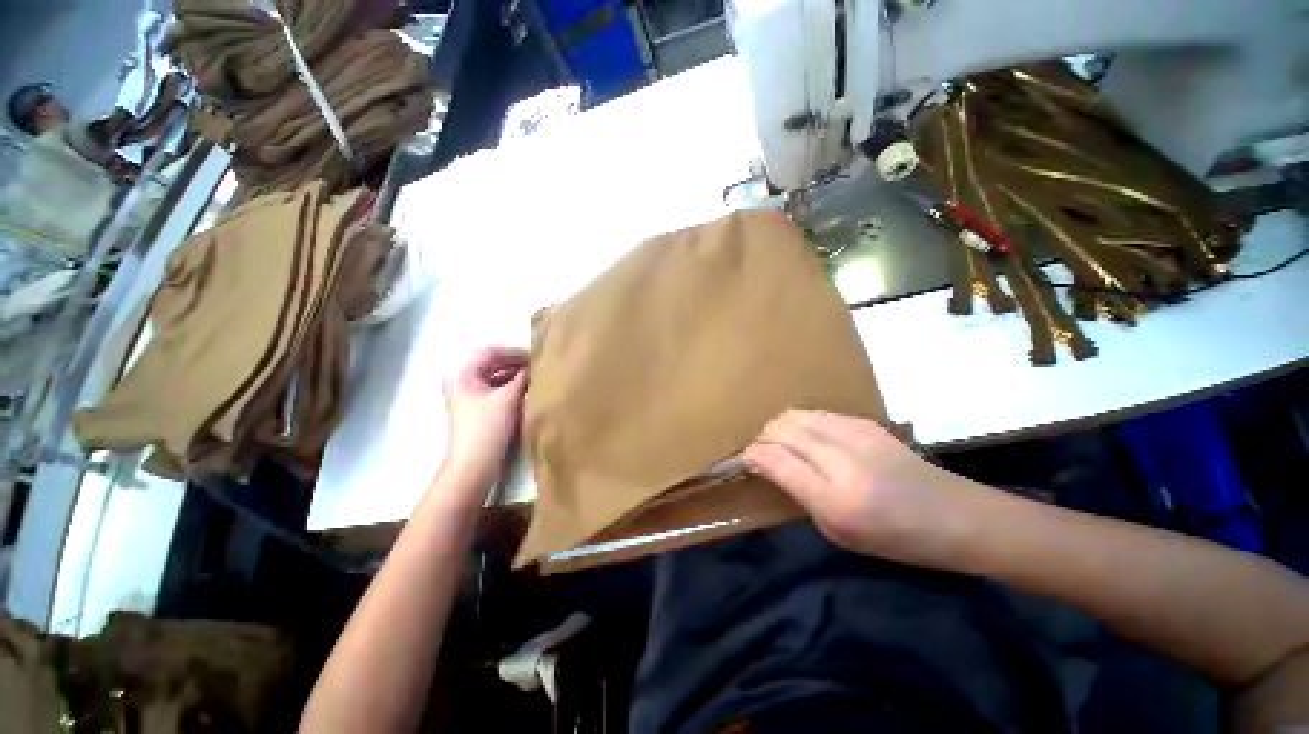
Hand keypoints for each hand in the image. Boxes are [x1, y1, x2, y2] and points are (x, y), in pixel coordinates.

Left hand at [439, 347, 529, 487]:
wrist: (473, 464)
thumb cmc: (487, 428)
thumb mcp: (508, 398)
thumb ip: (523, 377)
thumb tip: (537, 364)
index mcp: (462, 372)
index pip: (491, 351)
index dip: (515, 351)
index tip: (537, 356)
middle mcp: (461, 378)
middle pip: (492, 361)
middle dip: (515, 362)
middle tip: (539, 365)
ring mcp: (468, 393)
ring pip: (495, 374)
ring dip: (514, 373)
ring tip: (536, 375)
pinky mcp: (476, 405)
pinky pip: (495, 386)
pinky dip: (510, 384)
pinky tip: (527, 387)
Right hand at [743, 410, 973, 568]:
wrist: (953, 516)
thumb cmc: (894, 539)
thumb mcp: (837, 531)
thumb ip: (797, 493)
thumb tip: (767, 464)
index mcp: (835, 500)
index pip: (776, 460)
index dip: (754, 456)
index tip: (747, 460)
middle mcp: (842, 461)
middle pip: (781, 429)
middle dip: (762, 438)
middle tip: (761, 452)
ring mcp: (856, 434)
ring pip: (795, 415)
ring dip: (779, 427)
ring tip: (779, 442)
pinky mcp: (865, 422)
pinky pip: (816, 414)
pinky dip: (801, 423)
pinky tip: (806, 437)